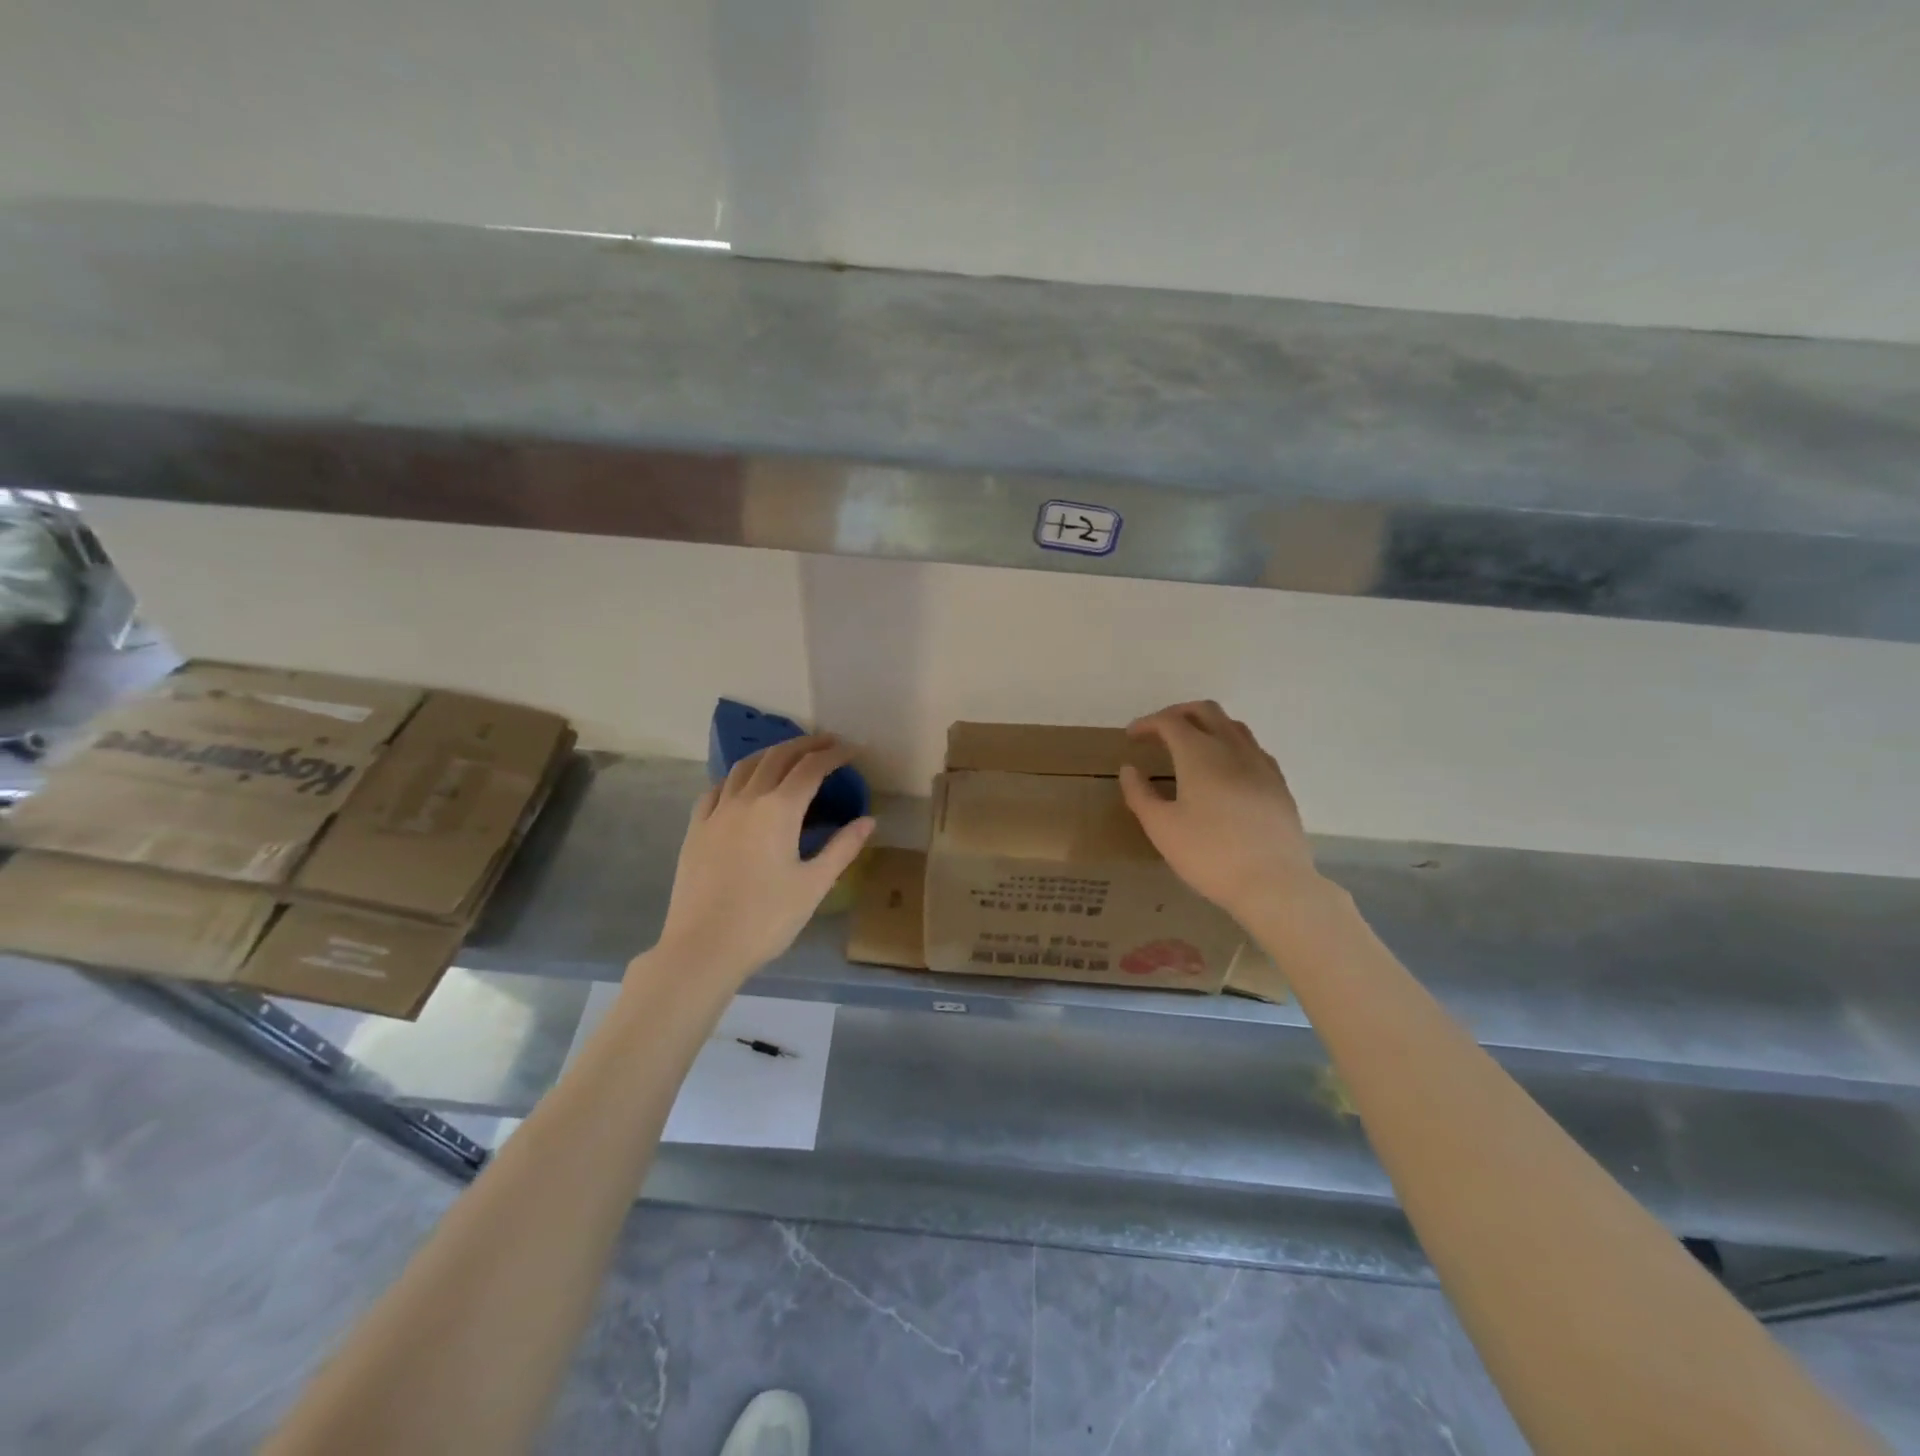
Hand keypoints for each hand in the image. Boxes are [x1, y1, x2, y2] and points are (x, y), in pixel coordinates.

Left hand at [653, 734, 874, 982]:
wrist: (703, 948)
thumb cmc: (766, 919)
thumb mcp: (814, 885)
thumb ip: (842, 848)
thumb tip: (869, 820)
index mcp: (779, 810)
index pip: (811, 768)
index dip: (834, 754)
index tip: (853, 750)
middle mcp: (746, 800)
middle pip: (778, 757)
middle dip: (805, 745)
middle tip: (828, 743)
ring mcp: (716, 812)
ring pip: (744, 767)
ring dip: (771, 753)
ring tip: (789, 754)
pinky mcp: (696, 829)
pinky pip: (717, 789)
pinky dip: (737, 777)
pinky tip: (742, 786)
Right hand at [1119, 701, 1322, 922]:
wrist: (1273, 883)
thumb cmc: (1209, 854)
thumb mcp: (1161, 828)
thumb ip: (1140, 794)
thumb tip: (1129, 768)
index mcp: (1199, 754)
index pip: (1169, 721)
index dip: (1147, 723)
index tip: (1131, 737)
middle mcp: (1232, 748)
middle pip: (1205, 711)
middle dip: (1178, 713)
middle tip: (1159, 732)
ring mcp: (1261, 764)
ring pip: (1233, 726)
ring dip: (1207, 725)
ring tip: (1191, 746)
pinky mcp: (1279, 784)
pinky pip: (1252, 749)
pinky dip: (1231, 745)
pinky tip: (1225, 770)